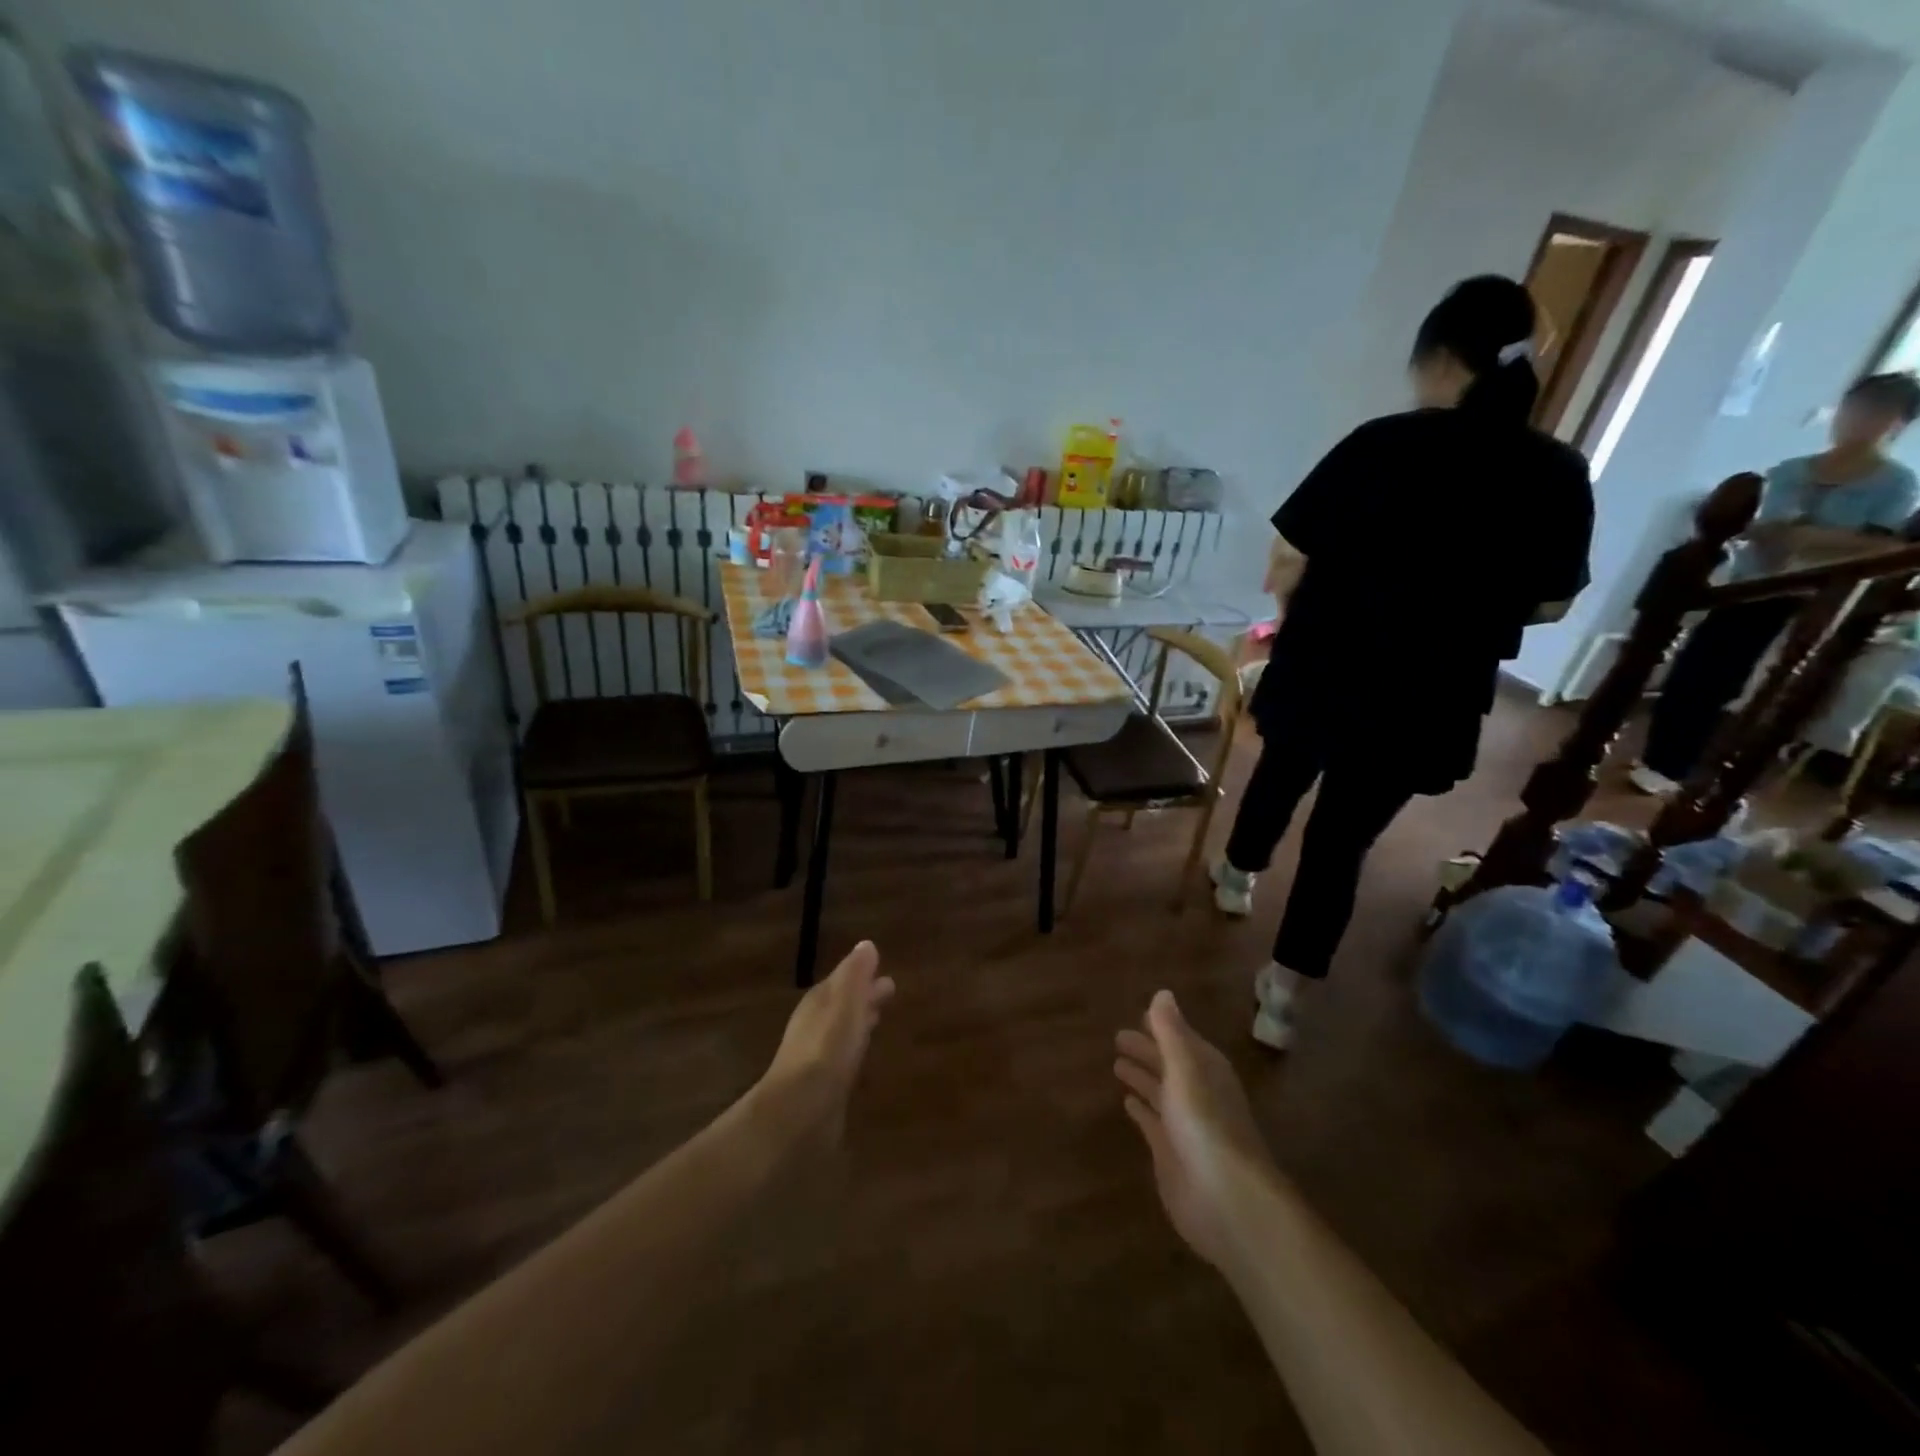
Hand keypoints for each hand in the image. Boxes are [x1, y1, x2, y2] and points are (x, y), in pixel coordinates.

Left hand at [761, 941, 895, 1132]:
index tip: (883, 966)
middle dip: (863, 995)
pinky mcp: (823, 1085)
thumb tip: (866, 944)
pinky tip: (861, 1055)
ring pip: (843, 1029)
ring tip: (878, 1016)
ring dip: (859, 1020)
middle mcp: (814, 1025)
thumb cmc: (826, 1050)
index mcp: (819, 1002)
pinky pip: (843, 1055)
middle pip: (842, 1003)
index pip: (842, 979)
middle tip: (889, 988)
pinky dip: (855, 1047)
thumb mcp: (845, 1004)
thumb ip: (855, 975)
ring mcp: (817, 1056)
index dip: (861, 973)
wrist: (798, 1112)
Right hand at [1115, 991, 1274, 1268]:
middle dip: (1147, 1051)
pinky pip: (1152, 1123)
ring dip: (1142, 1077)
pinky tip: (1126, 1102)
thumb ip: (1171, 1032)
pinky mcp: (1171, 1155)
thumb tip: (1162, 993)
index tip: (1139, 1015)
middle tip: (1117, 1037)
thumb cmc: (1206, 1125)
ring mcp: (1184, 1126)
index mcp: (1205, 1070)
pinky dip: (1141, 1110)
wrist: (1228, 1201)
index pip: (1182, 1040)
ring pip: (1160, 1093)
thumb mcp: (1185, 1069)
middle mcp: (1196, 1094)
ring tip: (1117, 1064)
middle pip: (1168, 1066)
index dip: (1163, 1028)